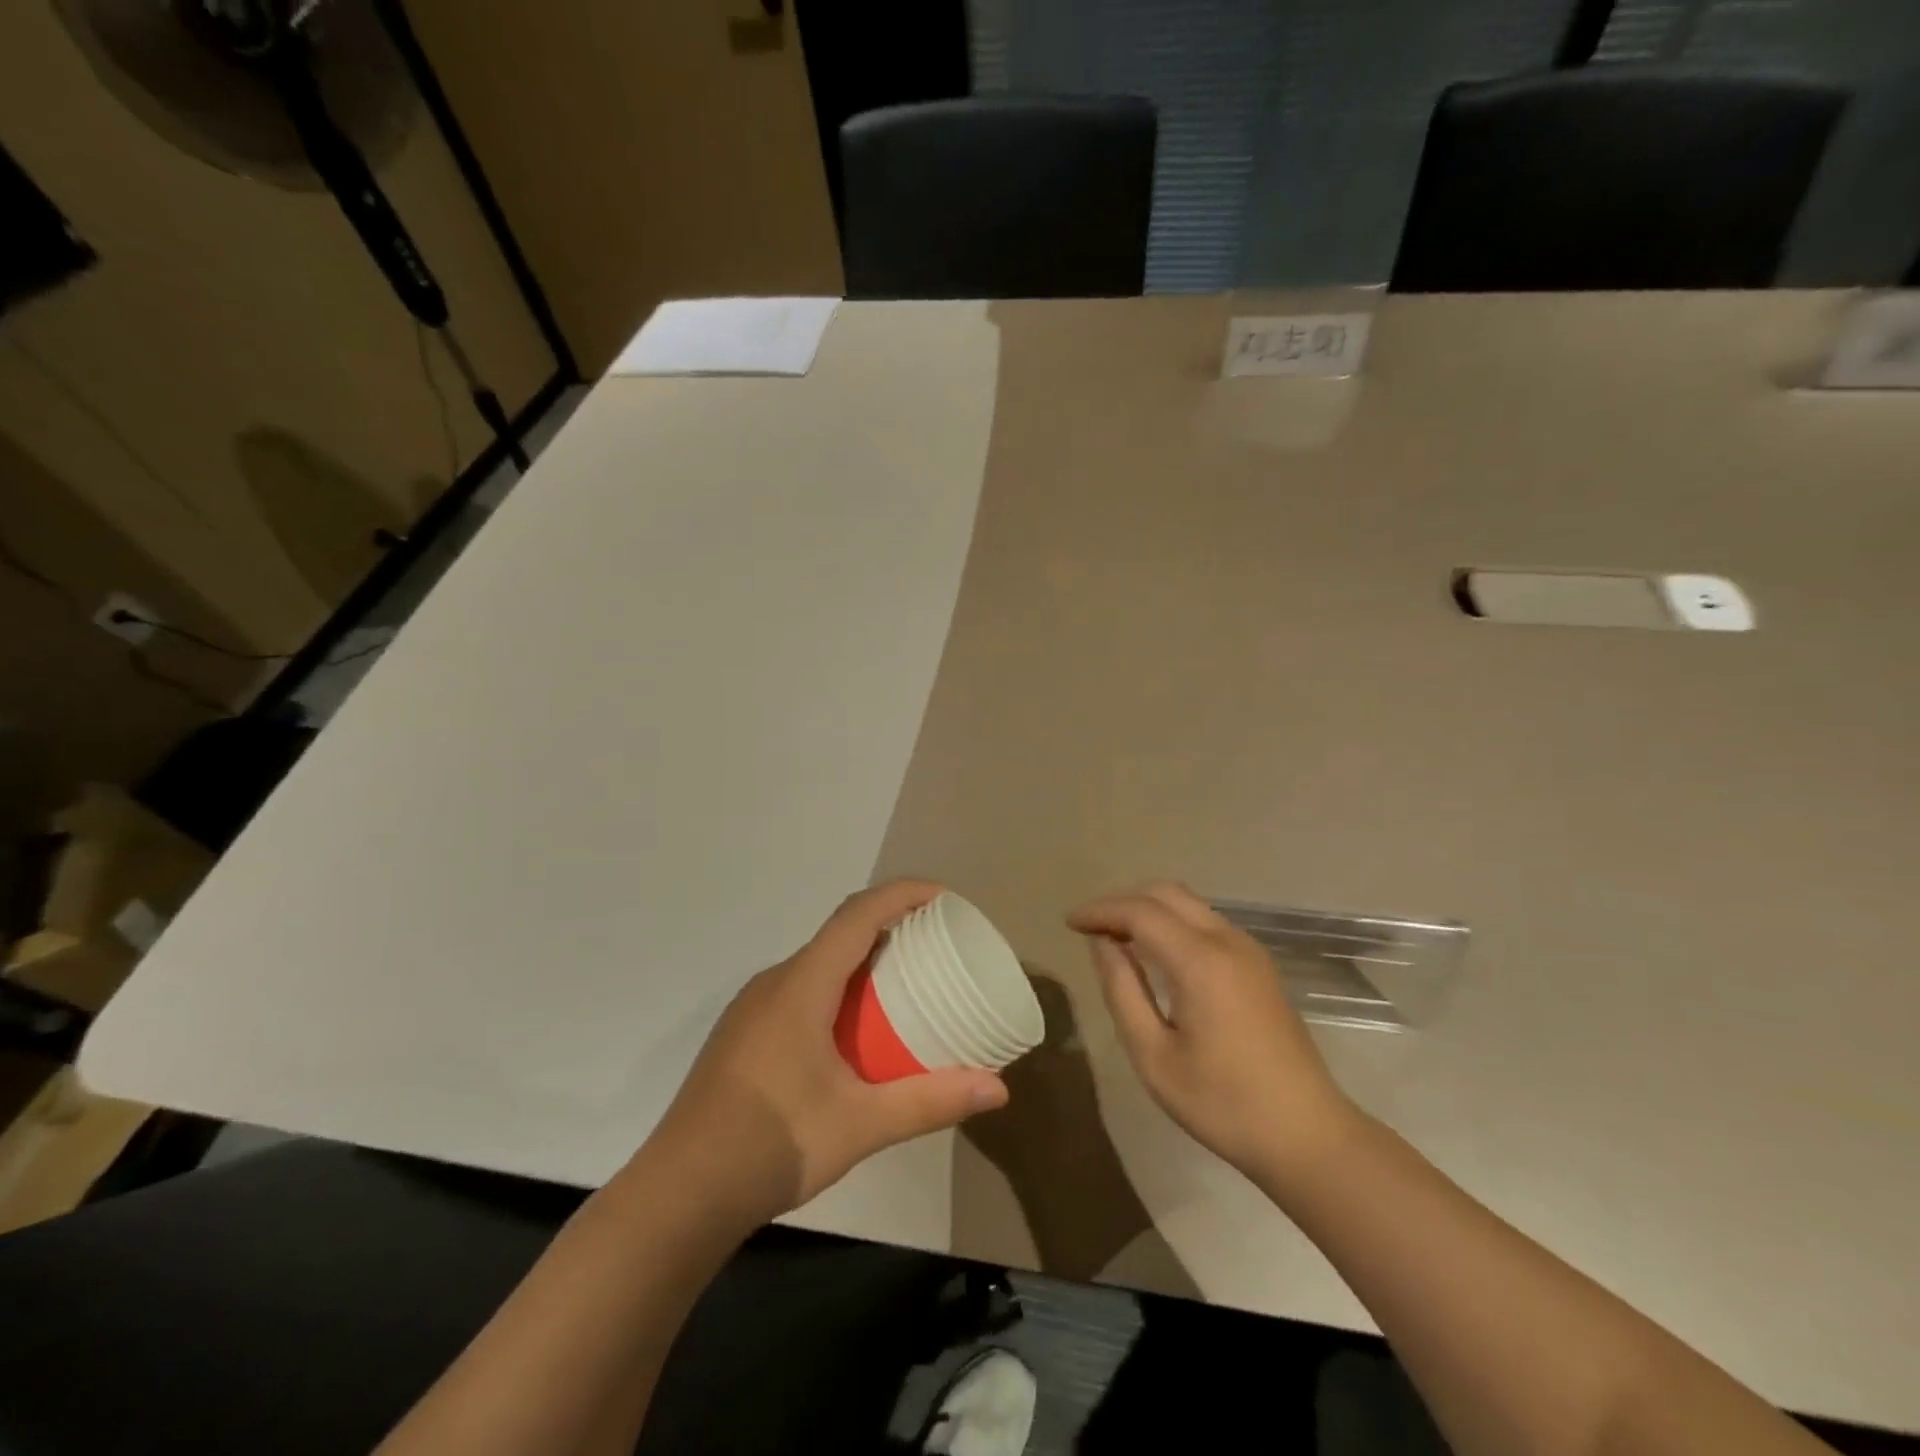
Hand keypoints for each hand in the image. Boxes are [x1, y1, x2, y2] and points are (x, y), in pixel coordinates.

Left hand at [646, 880, 1008, 1227]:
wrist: (679, 1194)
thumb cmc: (773, 1144)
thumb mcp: (862, 1124)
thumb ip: (930, 1101)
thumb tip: (999, 1088)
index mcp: (802, 985)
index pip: (858, 914)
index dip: (903, 895)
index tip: (945, 900)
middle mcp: (774, 982)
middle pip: (839, 933)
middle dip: (890, 927)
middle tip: (937, 946)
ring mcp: (753, 1008)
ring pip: (817, 962)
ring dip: (862, 960)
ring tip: (904, 986)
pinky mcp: (743, 1033)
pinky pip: (800, 988)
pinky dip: (837, 987)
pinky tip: (853, 1032)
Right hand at [1069, 882, 1357, 1181]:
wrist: (1307, 1135)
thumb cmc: (1222, 1103)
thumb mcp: (1153, 1055)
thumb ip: (1122, 990)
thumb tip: (1103, 944)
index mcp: (1200, 961)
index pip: (1140, 912)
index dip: (1100, 911)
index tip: (1070, 924)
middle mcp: (1227, 941)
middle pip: (1166, 893)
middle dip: (1123, 901)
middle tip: (1091, 927)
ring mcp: (1249, 950)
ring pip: (1189, 904)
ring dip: (1149, 909)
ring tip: (1116, 937)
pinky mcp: (1259, 966)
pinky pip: (1206, 922)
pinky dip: (1172, 922)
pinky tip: (1155, 952)